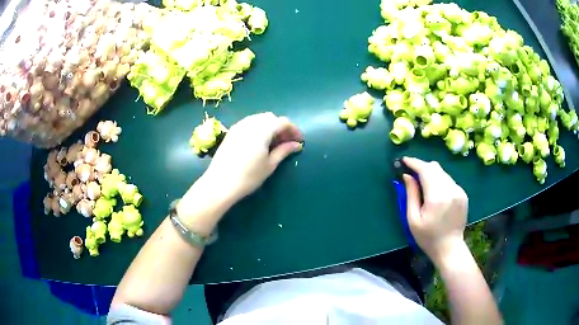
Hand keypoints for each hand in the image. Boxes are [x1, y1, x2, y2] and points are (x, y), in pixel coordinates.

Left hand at [205, 112, 303, 201]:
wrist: (220, 183)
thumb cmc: (248, 176)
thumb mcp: (270, 164)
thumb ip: (284, 150)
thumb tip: (297, 144)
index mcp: (262, 129)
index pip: (283, 122)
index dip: (293, 130)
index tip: (299, 141)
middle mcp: (251, 122)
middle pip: (271, 118)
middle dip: (281, 127)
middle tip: (286, 142)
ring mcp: (239, 125)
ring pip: (259, 119)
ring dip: (269, 126)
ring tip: (273, 142)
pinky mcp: (231, 131)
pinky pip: (249, 123)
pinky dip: (258, 128)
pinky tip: (259, 142)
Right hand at [402, 157, 467, 266]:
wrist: (449, 248)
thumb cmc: (427, 237)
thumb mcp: (413, 220)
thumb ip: (410, 195)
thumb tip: (407, 175)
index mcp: (437, 197)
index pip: (425, 170)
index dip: (414, 163)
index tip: (404, 160)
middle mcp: (450, 189)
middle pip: (435, 167)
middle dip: (422, 167)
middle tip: (412, 175)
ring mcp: (459, 191)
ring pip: (442, 172)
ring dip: (431, 174)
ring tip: (424, 186)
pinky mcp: (463, 194)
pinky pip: (449, 180)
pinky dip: (440, 181)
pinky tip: (436, 194)